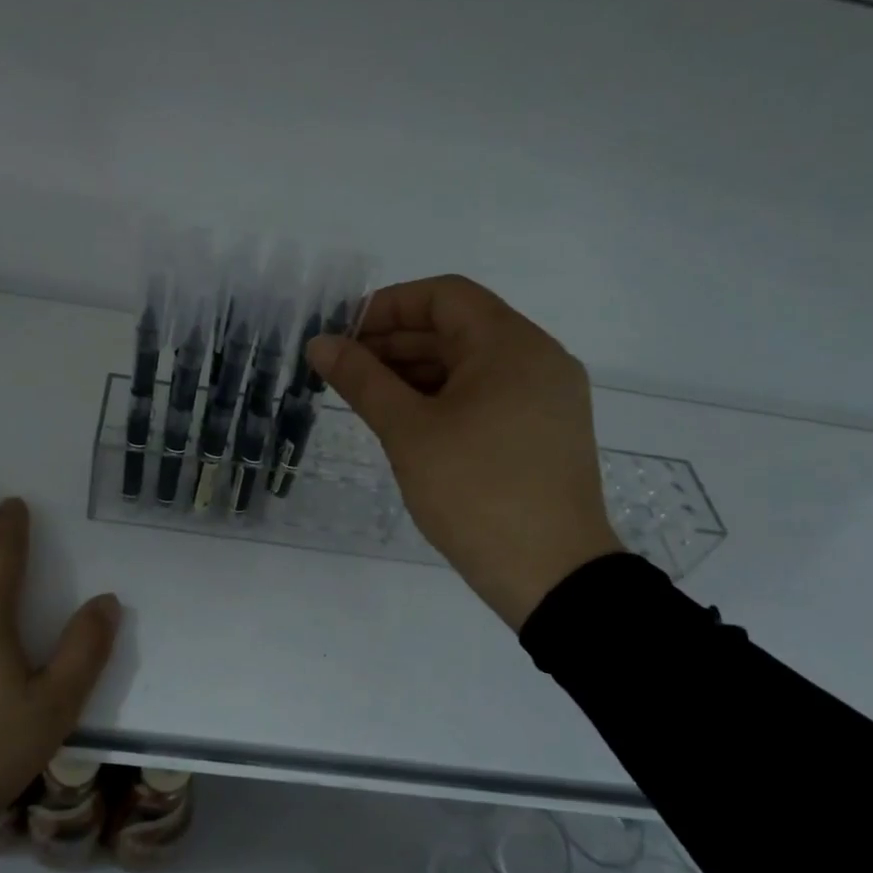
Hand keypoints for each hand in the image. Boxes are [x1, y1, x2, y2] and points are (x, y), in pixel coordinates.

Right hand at [307, 275, 621, 629]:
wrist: (553, 576)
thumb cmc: (476, 492)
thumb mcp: (409, 432)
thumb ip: (362, 380)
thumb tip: (319, 343)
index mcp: (511, 344)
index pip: (443, 296)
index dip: (387, 307)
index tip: (343, 335)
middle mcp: (538, 358)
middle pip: (457, 329)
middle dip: (395, 343)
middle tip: (343, 371)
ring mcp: (547, 397)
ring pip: (471, 365)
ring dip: (416, 373)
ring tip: (366, 398)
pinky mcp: (545, 432)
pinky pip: (487, 395)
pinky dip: (444, 399)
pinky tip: (407, 423)